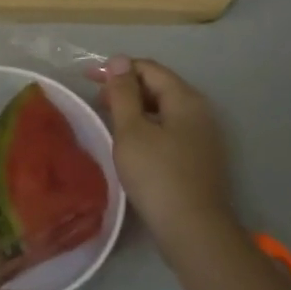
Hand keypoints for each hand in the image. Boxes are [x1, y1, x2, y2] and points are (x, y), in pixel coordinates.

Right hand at [99, 58, 240, 259]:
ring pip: (164, 110)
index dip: (117, 68)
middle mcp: (199, 111)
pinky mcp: (198, 158)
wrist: (192, 228)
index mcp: (185, 99)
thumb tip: (119, 60)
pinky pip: (169, 130)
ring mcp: (202, 136)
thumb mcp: (132, 131)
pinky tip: (130, 143)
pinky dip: (147, 127)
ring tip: (108, 119)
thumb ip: (123, 94)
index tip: (87, 78)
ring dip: (136, 108)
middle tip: (96, 100)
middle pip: (160, 87)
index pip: (149, 68)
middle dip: (126, 88)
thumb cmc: (157, 175)